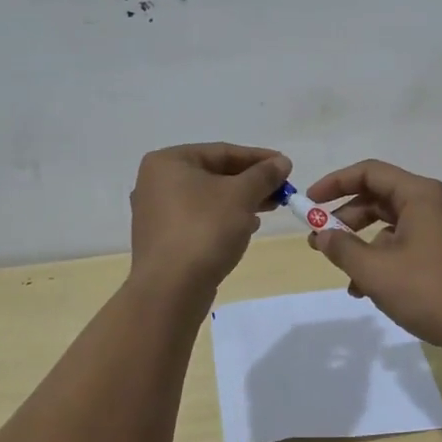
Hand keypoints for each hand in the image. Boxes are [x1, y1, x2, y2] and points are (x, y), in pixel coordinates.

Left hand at [128, 143, 291, 300]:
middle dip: (250, 182)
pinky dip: (223, 219)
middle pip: (214, 174)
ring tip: (269, 208)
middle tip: (281, 189)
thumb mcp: (241, 195)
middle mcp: (155, 182)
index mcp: (168, 162)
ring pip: (208, 198)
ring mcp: (156, 213)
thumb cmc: (204, 229)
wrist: (171, 290)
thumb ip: (263, 175)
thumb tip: (282, 162)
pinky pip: (199, 219)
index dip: (258, 158)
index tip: (286, 165)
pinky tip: (247, 228)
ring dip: (240, 201)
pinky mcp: (163, 240)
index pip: (222, 151)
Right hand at [304, 160, 441, 354]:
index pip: (369, 172)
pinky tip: (367, 290)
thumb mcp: (377, 271)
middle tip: (318, 240)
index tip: (309, 202)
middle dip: (345, 218)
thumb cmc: (431, 291)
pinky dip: (382, 259)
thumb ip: (342, 248)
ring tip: (343, 274)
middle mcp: (432, 203)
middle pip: (379, 197)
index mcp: (419, 194)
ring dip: (362, 245)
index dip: (335, 183)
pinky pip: (405, 244)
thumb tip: (321, 234)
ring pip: (390, 225)